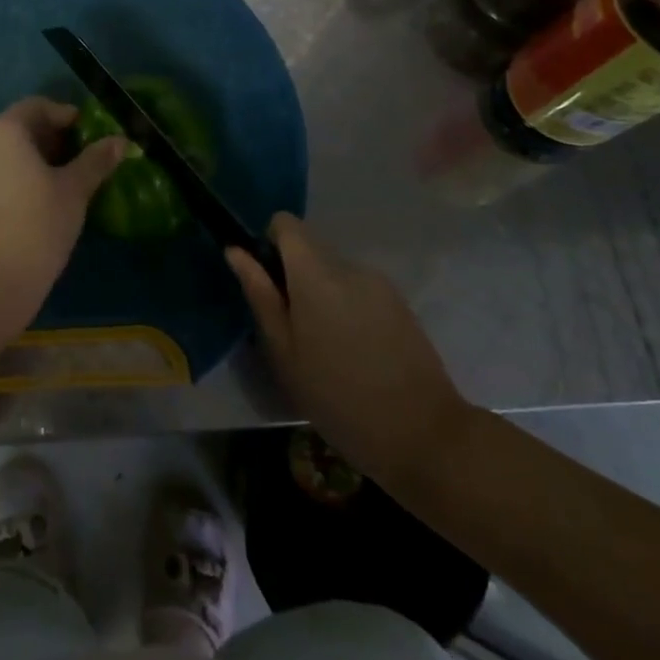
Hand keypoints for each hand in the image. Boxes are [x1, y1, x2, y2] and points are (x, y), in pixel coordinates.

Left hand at [0, 97, 126, 340]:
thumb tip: (121, 140)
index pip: (37, 106)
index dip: (66, 116)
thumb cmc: (36, 227)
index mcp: (3, 130)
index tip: (90, 134)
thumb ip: (96, 160)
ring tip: (61, 182)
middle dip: (50, 138)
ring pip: (3, 151)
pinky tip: (34, 202)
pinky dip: (13, 176)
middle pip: (18, 127)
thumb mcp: (74, 191)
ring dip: (32, 158)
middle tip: (80, 159)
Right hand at [227, 215, 471, 492]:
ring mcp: (379, 284)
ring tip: (326, 349)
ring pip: (335, 273)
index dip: (269, 244)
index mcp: (315, 273)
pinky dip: (348, 308)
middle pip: (310, 250)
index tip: (268, 284)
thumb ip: (260, 295)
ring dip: (322, 295)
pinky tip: (355, 354)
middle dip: (294, 278)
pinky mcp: (400, 304)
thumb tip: (236, 251)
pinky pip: (360, 290)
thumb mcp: (284, 352)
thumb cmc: (338, 397)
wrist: (424, 435)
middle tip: (293, 331)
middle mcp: (349, 266)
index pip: (286, 223)